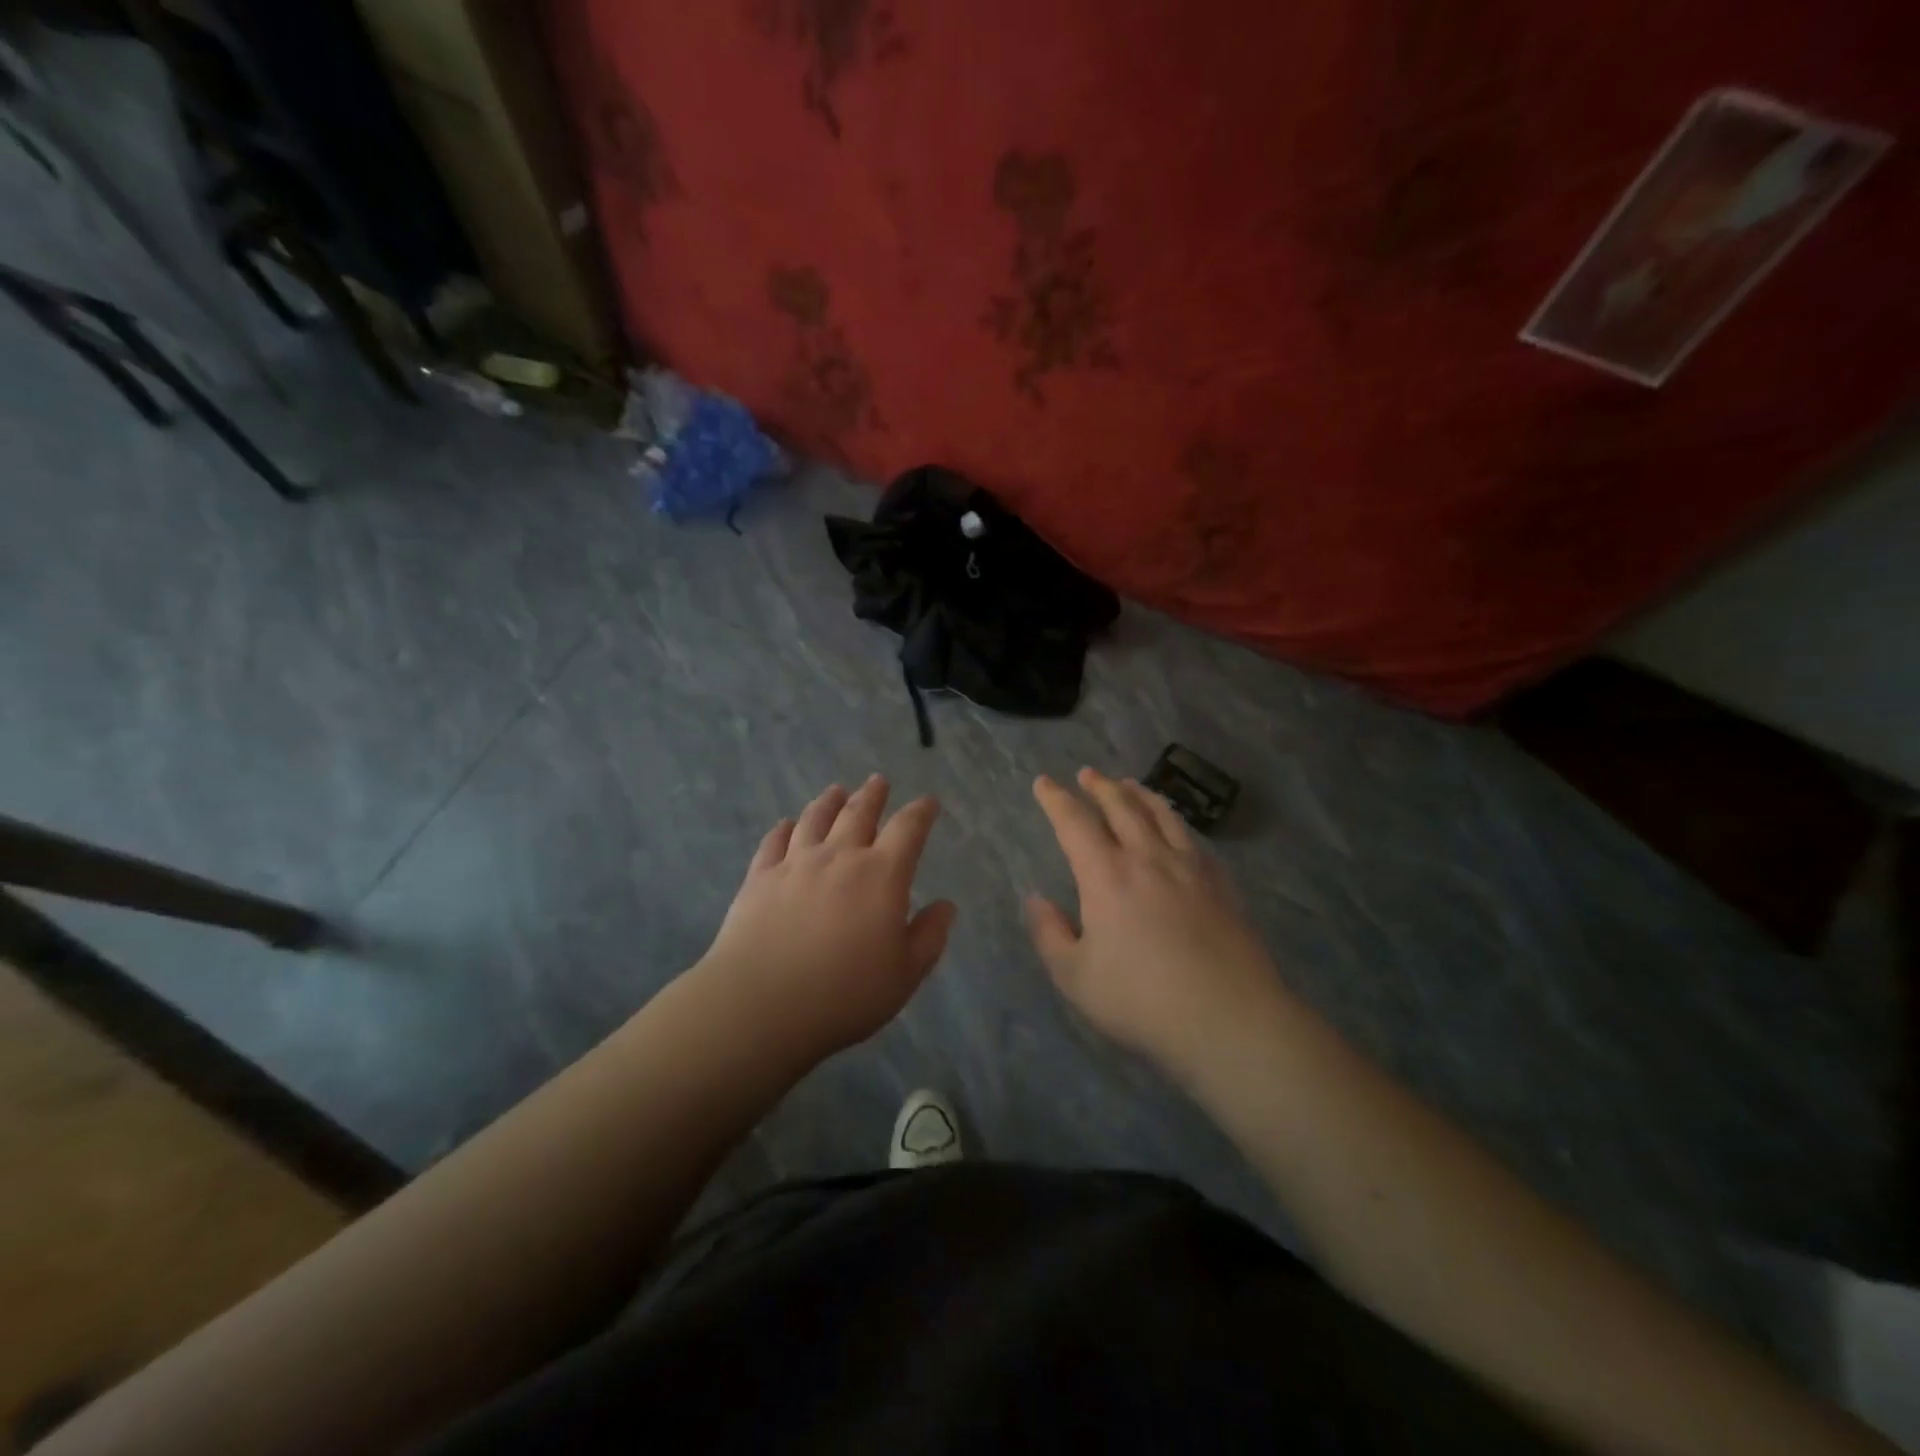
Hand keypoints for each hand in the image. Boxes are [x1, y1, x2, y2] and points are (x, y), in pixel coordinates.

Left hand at [700, 776, 956, 1060]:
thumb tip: (946, 906)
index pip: (908, 829)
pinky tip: (786, 825)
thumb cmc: (845, 994)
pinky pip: (774, 842)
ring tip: (836, 791)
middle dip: (873, 795)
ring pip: (815, 819)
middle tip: (879, 781)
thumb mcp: (905, 974)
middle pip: (858, 812)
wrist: (762, 1004)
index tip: (928, 802)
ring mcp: (795, 863)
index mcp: (881, 874)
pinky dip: (784, 828)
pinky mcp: (759, 878)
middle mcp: (839, 856)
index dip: (921, 812)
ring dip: (829, 802)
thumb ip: (929, 936)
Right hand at [1027, 768, 1283, 1071]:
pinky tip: (1177, 829)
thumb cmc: (1141, 999)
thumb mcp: (1075, 976)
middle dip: (1100, 787)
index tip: (1044, 782)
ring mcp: (1189, 868)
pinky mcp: (1221, 884)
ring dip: (1140, 794)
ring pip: (1162, 815)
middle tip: (1088, 774)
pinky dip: (1176, 822)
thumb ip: (1050, 934)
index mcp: (1107, 875)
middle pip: (1122, 807)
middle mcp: (1148, 858)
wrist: (1228, 1018)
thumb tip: (1036, 899)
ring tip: (1130, 784)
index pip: (1075, 823)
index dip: (1056, 799)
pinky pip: (1193, 839)